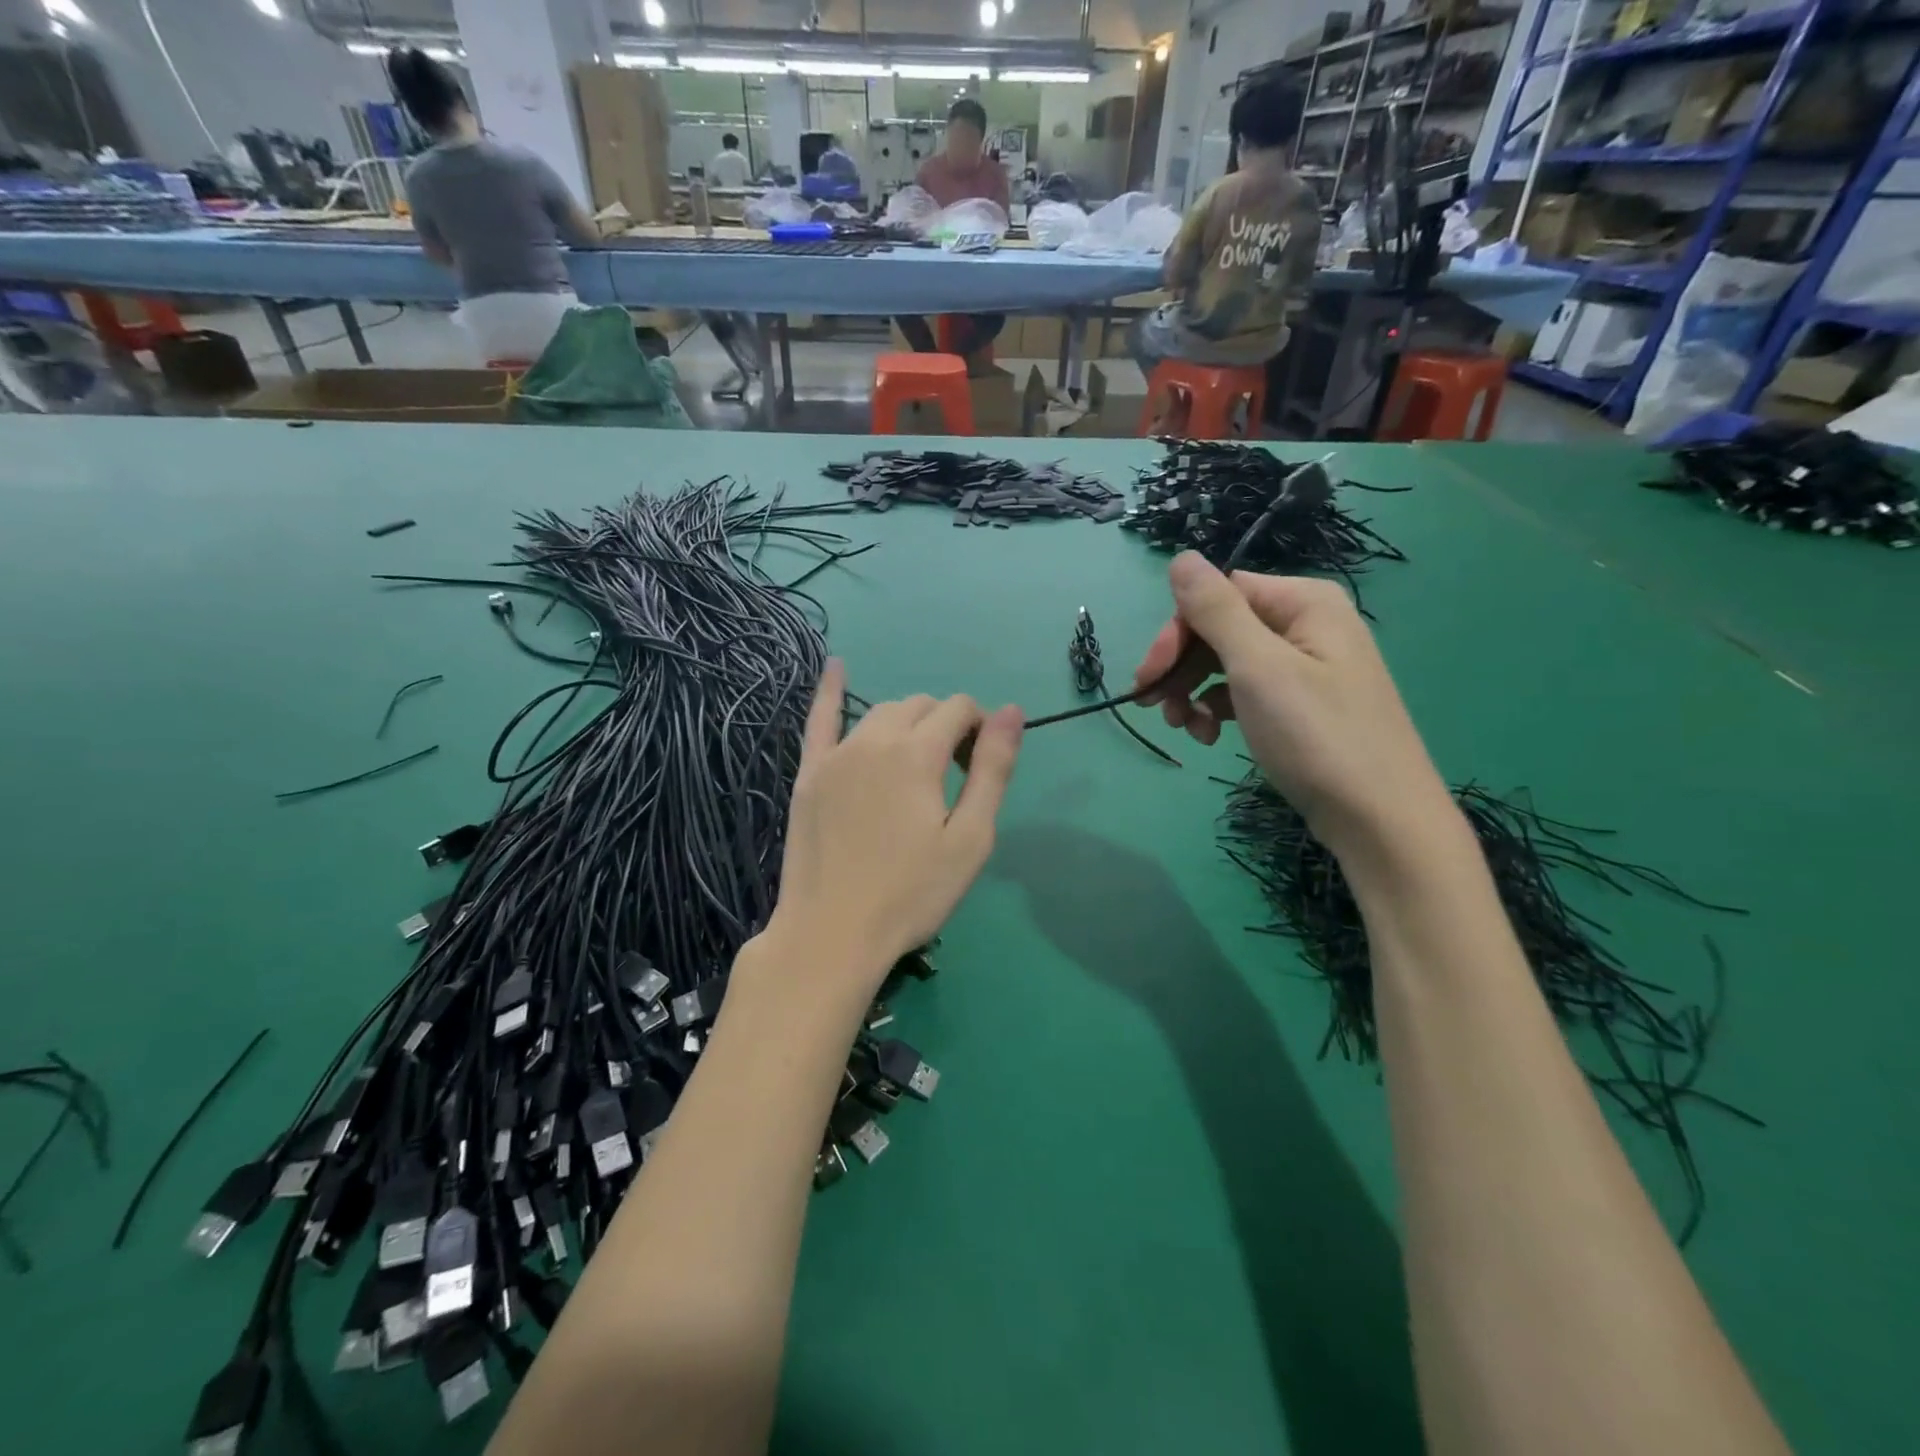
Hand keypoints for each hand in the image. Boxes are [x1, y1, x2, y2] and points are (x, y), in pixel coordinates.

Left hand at [763, 661, 1022, 996]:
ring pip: (880, 713)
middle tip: (952, 775)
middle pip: (920, 707)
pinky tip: (835, 665)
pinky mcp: (808, 774)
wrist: (832, 933)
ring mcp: (835, 755)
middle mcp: (873, 739)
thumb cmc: (911, 893)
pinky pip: (819, 719)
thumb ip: (992, 770)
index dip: (979, 730)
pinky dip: (829, 690)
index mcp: (916, 753)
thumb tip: (1012, 712)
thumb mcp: (970, 838)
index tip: (979, 769)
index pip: (959, 709)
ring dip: (907, 723)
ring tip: (916, 763)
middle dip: (945, 725)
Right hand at [1132, 553, 1453, 858]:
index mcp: (1303, 603)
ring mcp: (1305, 668)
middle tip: (1154, 706)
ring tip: (1184, 728)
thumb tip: (1180, 557)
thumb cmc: (1317, 737)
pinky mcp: (1299, 706)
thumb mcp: (1259, 668)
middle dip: (1181, 666)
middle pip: (1220, 629)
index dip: (1177, 632)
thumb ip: (1215, 610)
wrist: (1380, 820)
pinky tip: (1210, 737)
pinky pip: (1245, 693)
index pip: (1218, 595)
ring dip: (1194, 691)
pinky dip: (1219, 710)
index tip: (1149, 677)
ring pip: (1227, 663)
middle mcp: (1306, 625)